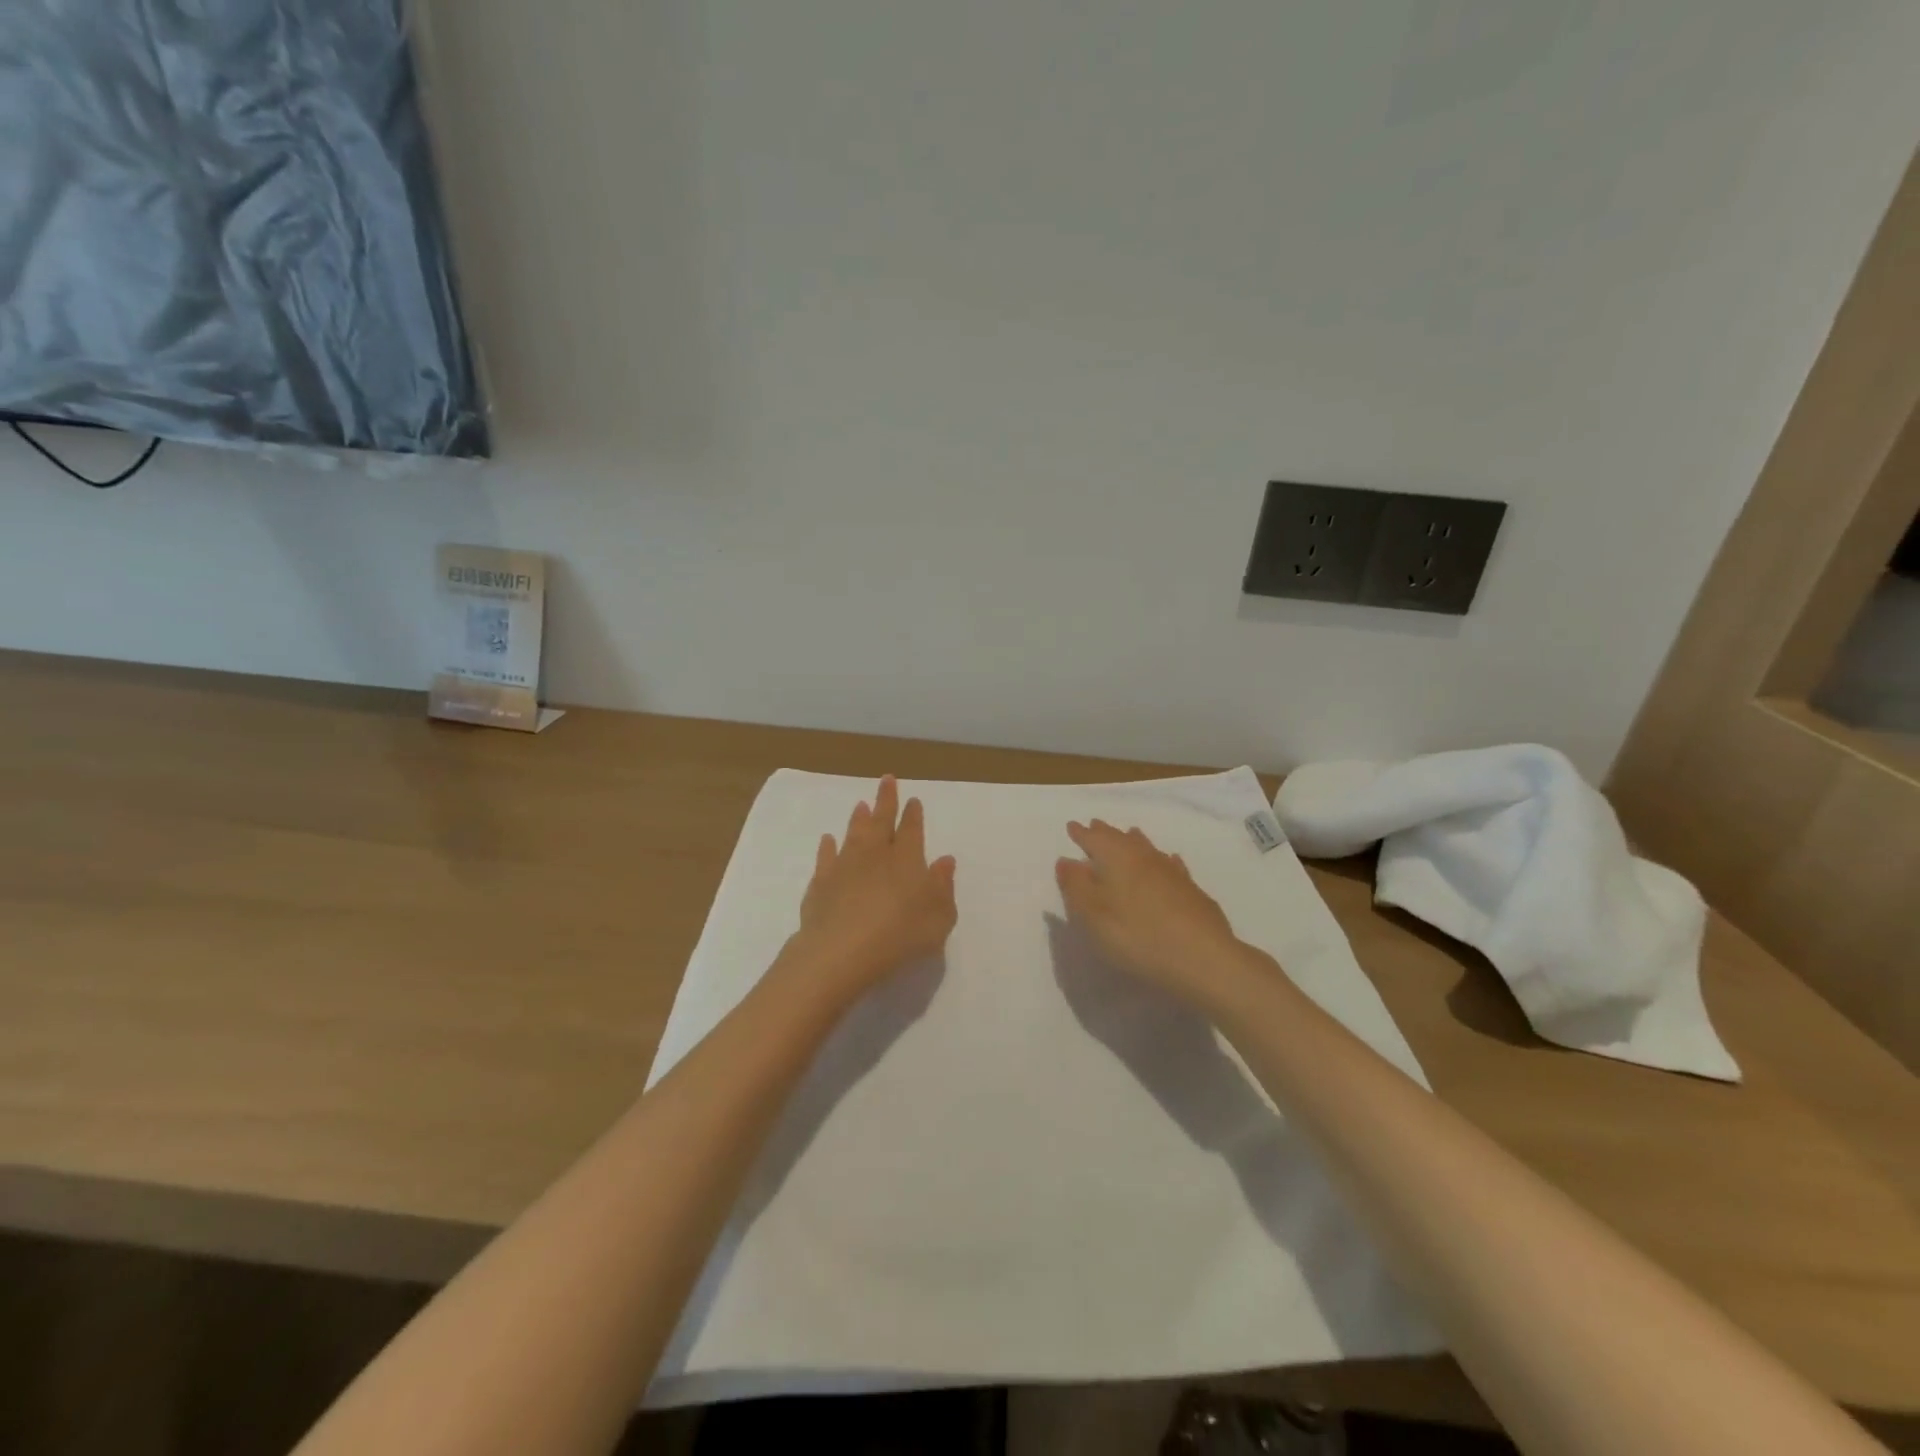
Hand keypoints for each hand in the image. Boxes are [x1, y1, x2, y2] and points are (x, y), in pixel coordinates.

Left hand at [786, 776, 957, 1005]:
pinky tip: (828, 840)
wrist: (841, 951)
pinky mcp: (821, 883)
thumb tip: (945, 860)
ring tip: (860, 804)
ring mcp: (845, 866)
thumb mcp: (938, 917)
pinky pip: (825, 858)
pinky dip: (827, 847)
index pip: (912, 830)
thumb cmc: (900, 935)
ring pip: (853, 834)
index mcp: (907, 860)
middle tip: (886, 780)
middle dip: (886, 800)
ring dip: (858, 819)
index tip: (913, 799)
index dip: (913, 815)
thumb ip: (943, 888)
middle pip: (881, 821)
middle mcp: (875, 855)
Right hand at [1055, 820, 1256, 1012]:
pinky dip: (1163, 860)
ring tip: (1129, 834)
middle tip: (1095, 825)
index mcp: (1117, 859)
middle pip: (1121, 839)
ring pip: (1148, 848)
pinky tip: (1169, 861)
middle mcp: (1144, 857)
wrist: (1203, 960)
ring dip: (1134, 841)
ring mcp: (1172, 873)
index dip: (1081, 834)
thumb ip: (1076, 886)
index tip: (1072, 826)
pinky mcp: (1192, 891)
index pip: (1094, 839)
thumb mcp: (1093, 916)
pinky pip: (1172, 865)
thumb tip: (1065, 860)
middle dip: (1105, 832)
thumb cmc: (1137, 936)